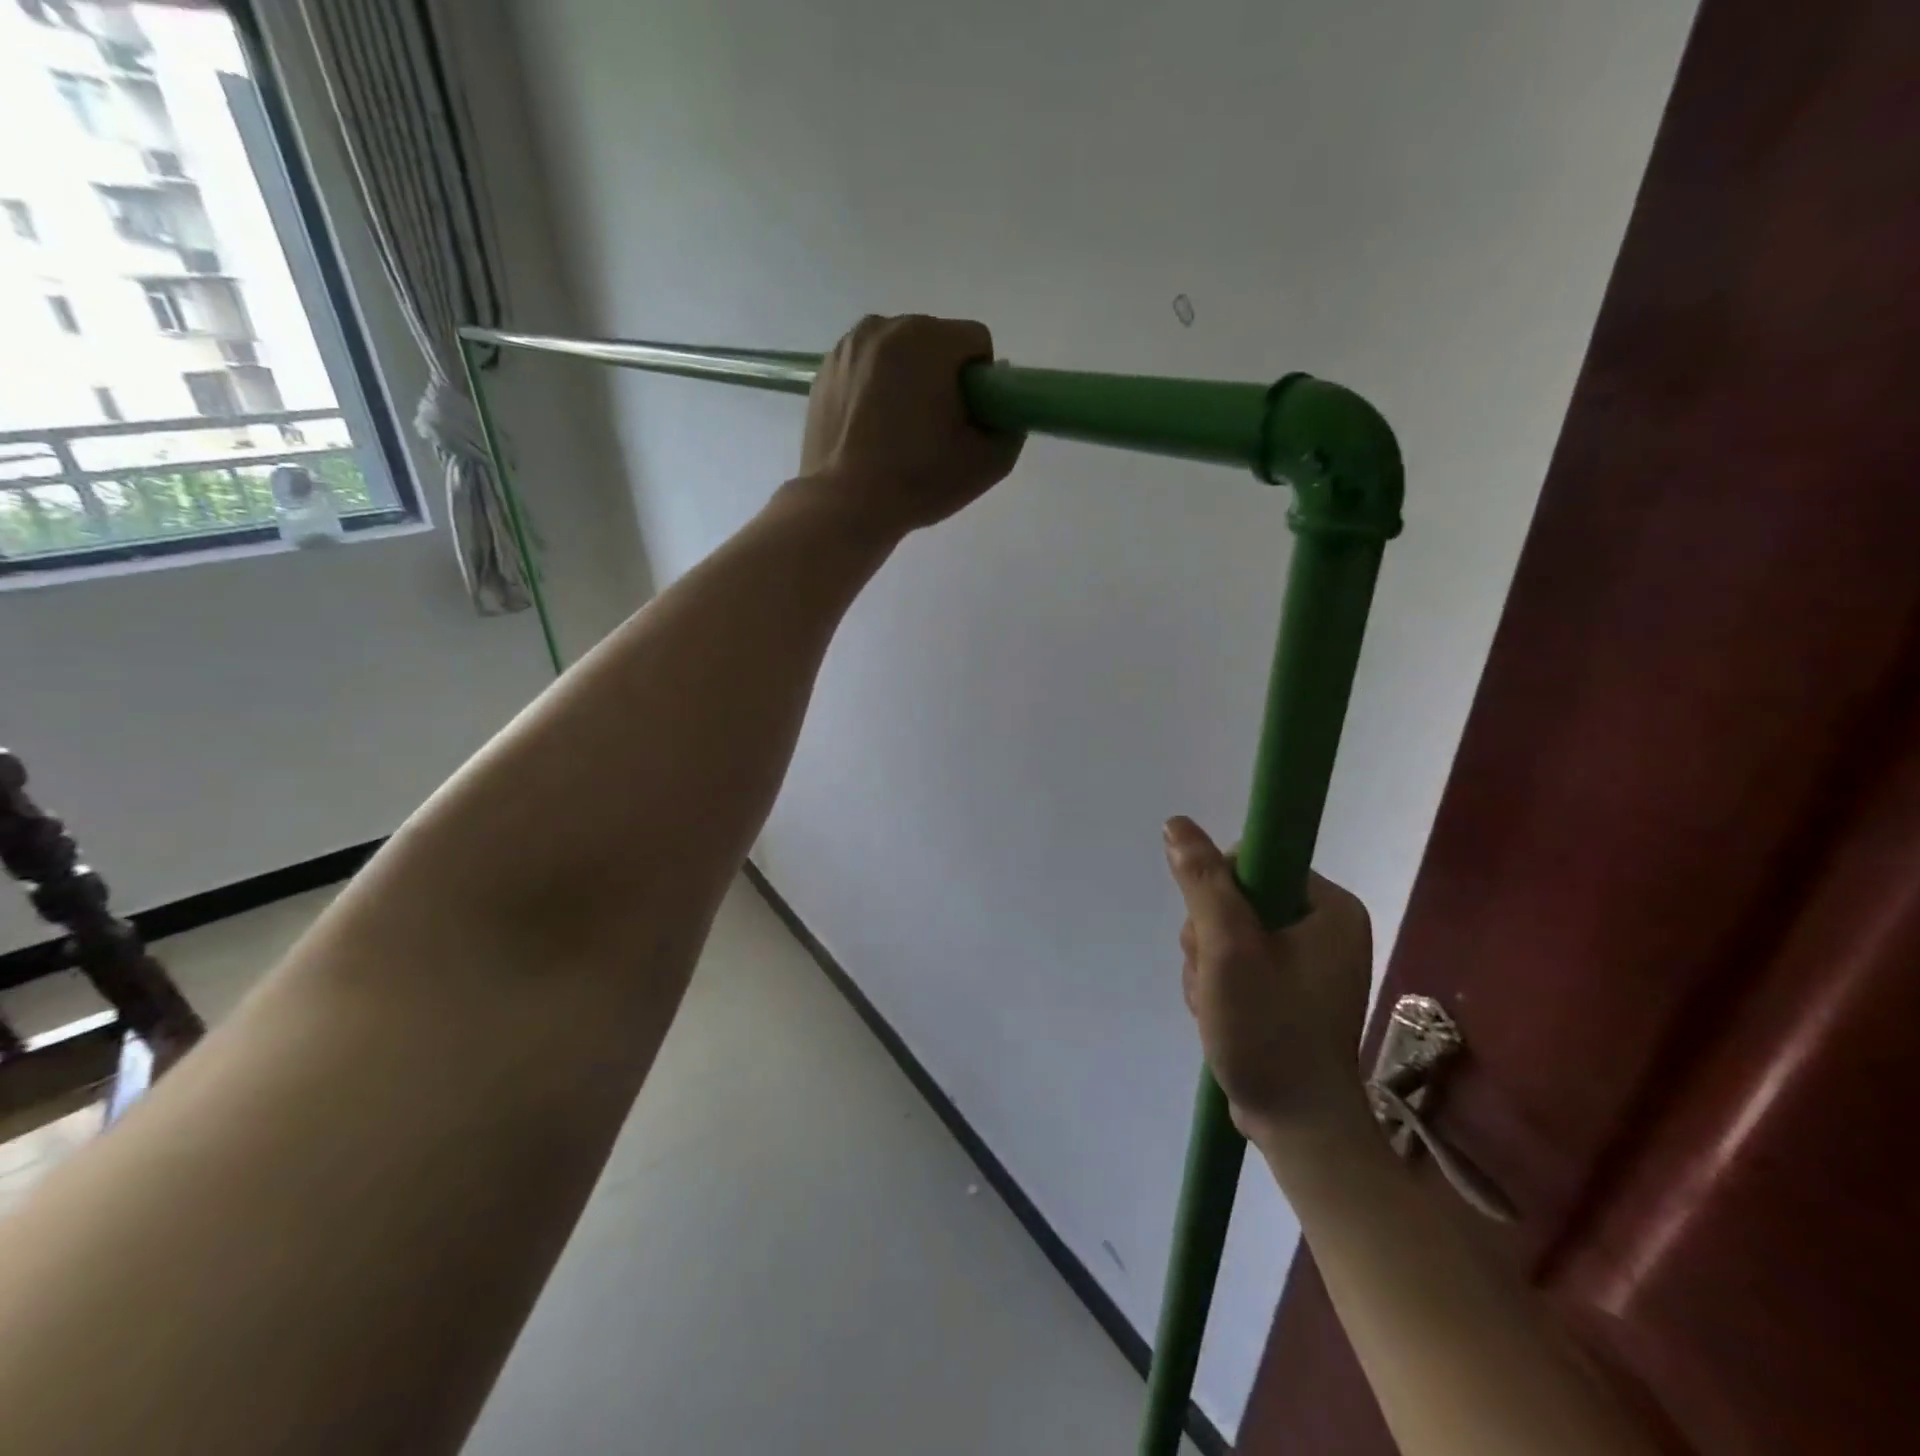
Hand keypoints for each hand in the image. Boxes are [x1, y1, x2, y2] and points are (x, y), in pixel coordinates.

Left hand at [798, 314, 1023, 534]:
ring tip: (899, 431)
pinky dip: (874, 389)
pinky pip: (866, 369)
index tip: (968, 420)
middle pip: (934, 343)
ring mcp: (848, 346)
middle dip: (942, 377)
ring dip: (907, 380)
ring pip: (898, 353)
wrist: (845, 504)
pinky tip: (871, 429)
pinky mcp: (824, 370)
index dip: (981, 384)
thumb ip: (1011, 426)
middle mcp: (886, 327)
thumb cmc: (919, 481)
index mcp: (929, 339)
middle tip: (934, 430)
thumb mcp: (987, 463)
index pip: (976, 343)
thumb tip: (1002, 408)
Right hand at [1163, 816, 1374, 1148]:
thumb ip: (1203, 882)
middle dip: (1208, 939)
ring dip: (1206, 965)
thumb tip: (1176, 824)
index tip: (1215, 935)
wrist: (1297, 1127)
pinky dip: (1216, 984)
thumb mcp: (1229, 949)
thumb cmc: (1269, 1030)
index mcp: (1330, 907)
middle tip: (1215, 978)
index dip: (1218, 890)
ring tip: (1214, 1004)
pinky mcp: (1287, 988)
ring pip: (1226, 932)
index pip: (1253, 862)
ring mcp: (1306, 960)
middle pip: (1235, 898)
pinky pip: (1235, 962)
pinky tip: (1217, 1013)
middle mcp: (1324, 926)